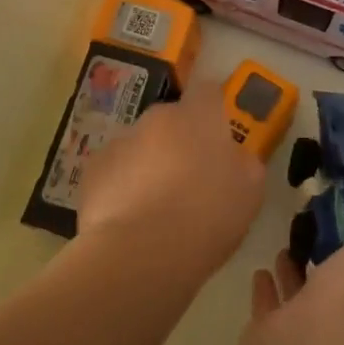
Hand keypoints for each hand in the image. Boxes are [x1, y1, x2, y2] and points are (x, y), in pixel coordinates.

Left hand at [75, 83, 267, 277]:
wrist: (139, 253)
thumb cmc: (206, 217)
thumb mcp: (250, 192)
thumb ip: (244, 163)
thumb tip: (234, 157)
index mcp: (199, 116)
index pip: (208, 92)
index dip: (214, 111)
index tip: (219, 137)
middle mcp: (157, 118)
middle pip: (172, 121)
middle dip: (180, 142)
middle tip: (190, 181)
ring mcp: (120, 141)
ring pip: (141, 146)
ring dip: (150, 165)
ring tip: (156, 209)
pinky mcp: (93, 170)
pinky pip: (115, 171)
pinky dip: (122, 187)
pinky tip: (129, 220)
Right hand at [240, 185, 343, 344]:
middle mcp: (341, 311)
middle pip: (333, 274)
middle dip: (324, 248)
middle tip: (308, 215)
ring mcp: (302, 327)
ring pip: (299, 291)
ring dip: (293, 269)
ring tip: (285, 240)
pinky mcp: (267, 337)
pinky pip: (267, 306)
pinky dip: (264, 289)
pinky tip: (259, 269)